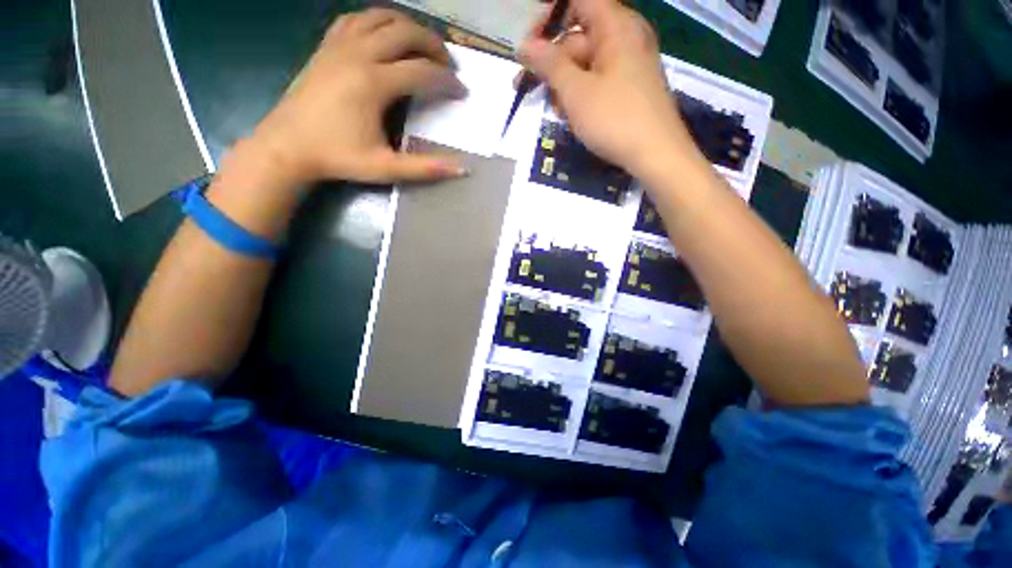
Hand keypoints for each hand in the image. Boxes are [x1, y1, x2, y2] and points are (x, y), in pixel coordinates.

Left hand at [245, 9, 467, 186]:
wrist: (287, 146)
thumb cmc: (338, 158)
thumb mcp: (385, 168)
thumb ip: (425, 168)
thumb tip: (462, 169)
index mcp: (373, 83)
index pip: (422, 72)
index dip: (447, 81)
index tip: (462, 92)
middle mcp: (358, 54)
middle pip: (406, 32)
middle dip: (434, 45)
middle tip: (449, 64)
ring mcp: (339, 45)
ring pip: (381, 17)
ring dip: (409, 26)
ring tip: (424, 46)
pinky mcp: (326, 46)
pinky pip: (356, 19)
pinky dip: (377, 21)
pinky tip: (386, 36)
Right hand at [519, 0, 699, 177]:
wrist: (656, 155)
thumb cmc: (615, 119)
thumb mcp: (575, 92)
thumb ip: (549, 64)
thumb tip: (524, 46)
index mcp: (615, 26)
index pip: (577, 2)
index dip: (549, 18)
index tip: (529, 45)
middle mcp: (624, 38)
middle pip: (577, 37)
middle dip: (550, 63)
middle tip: (526, 87)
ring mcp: (628, 64)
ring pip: (584, 64)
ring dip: (564, 85)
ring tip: (557, 111)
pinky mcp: (628, 88)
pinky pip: (597, 81)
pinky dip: (580, 95)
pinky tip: (573, 116)